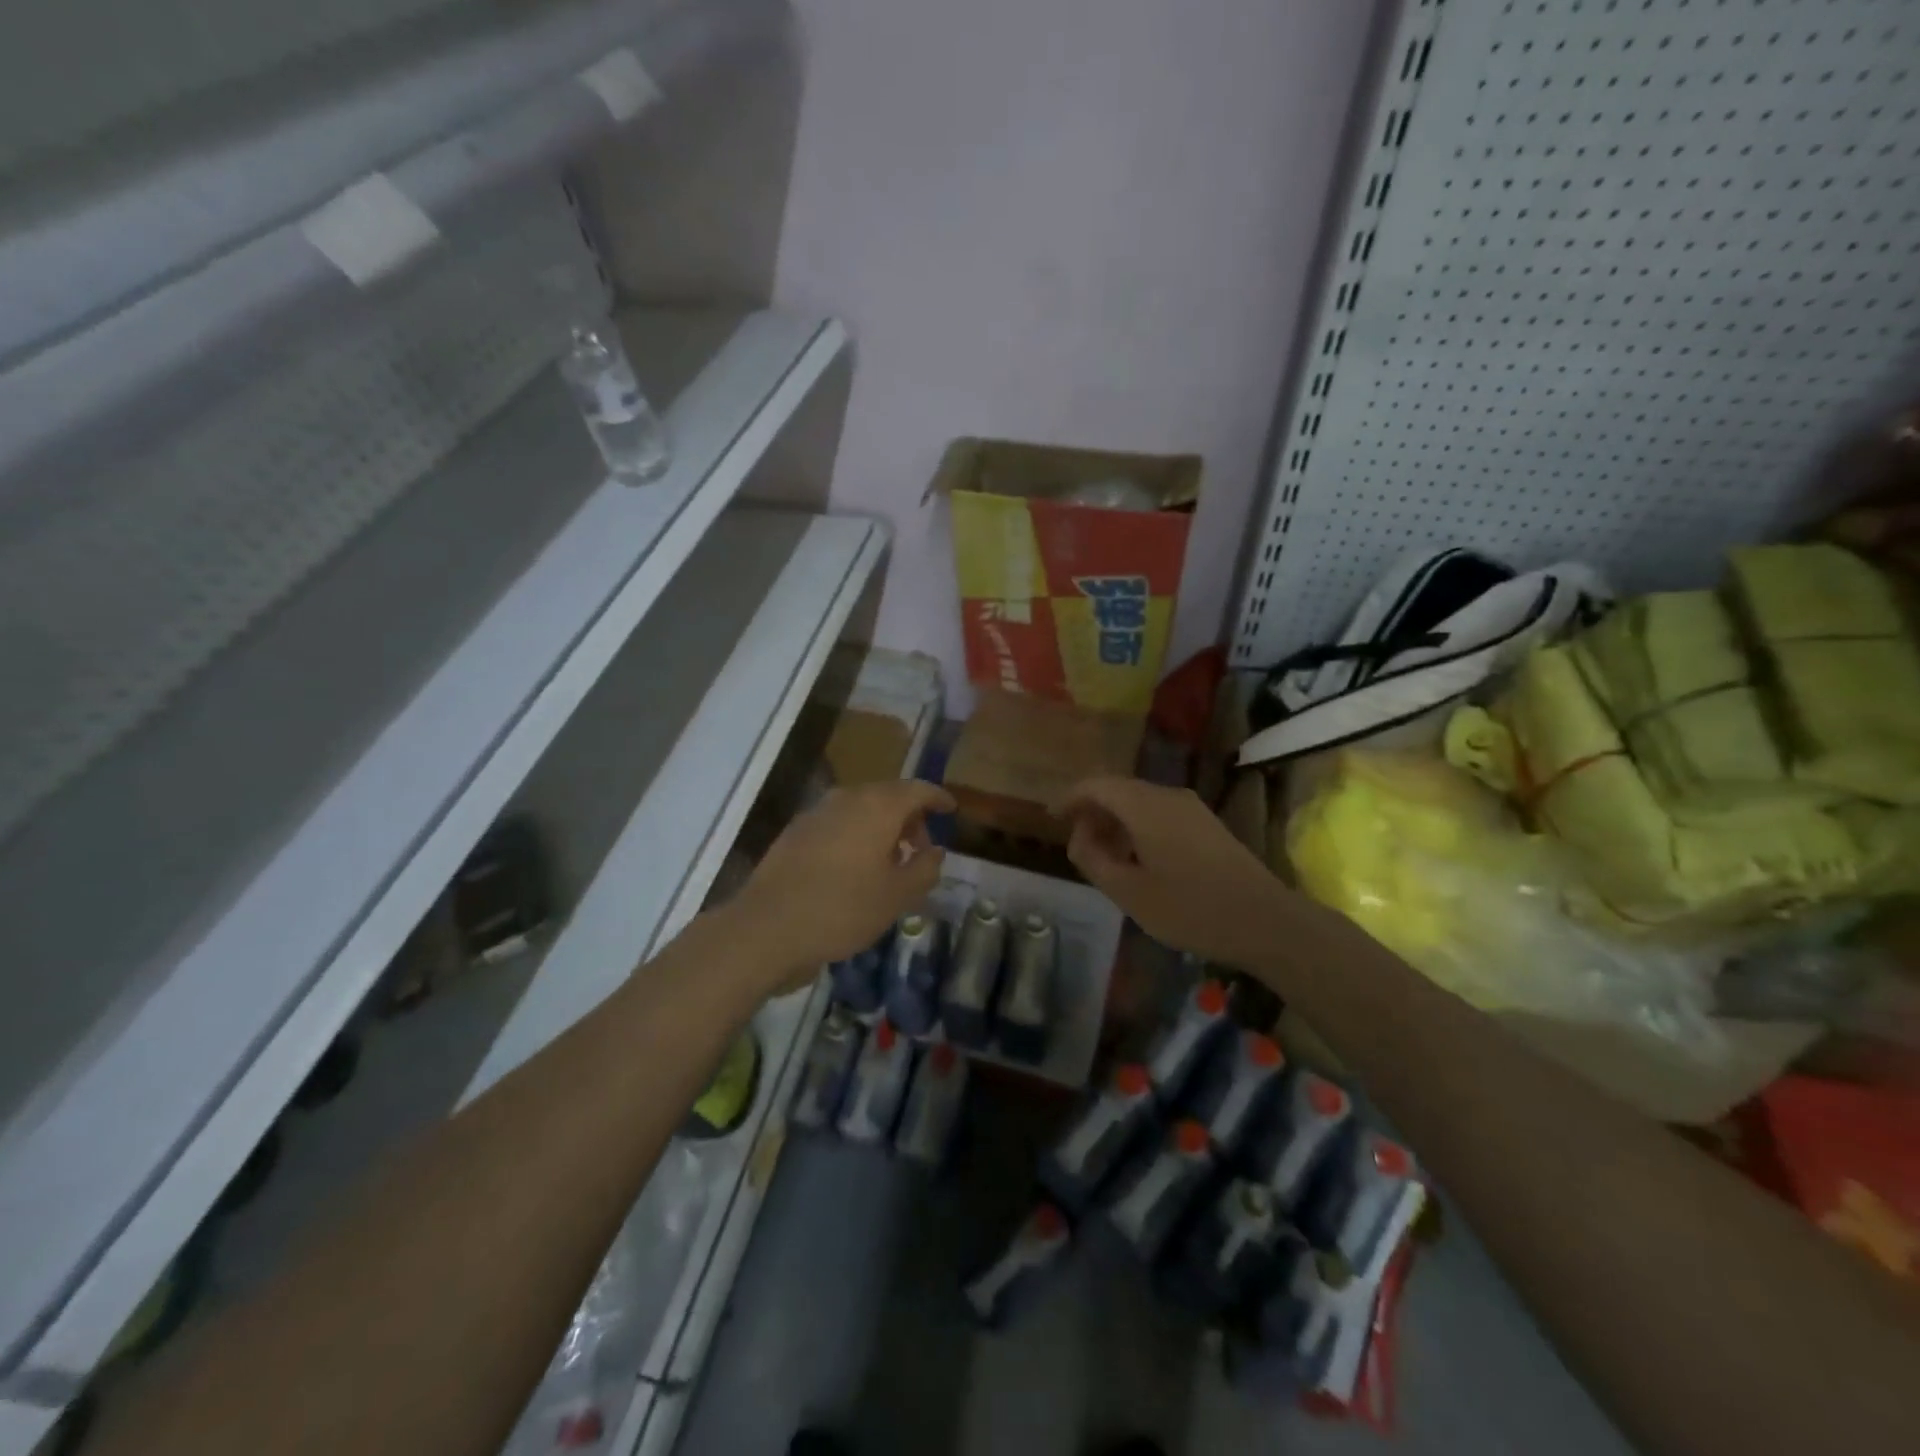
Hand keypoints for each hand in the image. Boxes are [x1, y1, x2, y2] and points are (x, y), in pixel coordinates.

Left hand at [731, 779, 955, 986]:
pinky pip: (838, 824)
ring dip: (881, 829)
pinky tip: (855, 870)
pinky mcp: (795, 832)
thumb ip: (924, 868)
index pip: (917, 789)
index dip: (938, 798)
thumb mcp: (897, 896)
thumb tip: (935, 851)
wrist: (767, 927)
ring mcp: (817, 813)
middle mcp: (847, 799)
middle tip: (921, 849)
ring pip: (861, 810)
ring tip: (890, 864)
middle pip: (888, 796)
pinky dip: (856, 837)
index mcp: (877, 806)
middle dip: (910, 818)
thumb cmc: (843, 909)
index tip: (951, 810)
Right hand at [1054, 776, 1297, 969]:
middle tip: (1076, 842)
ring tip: (1103, 854)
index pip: (1096, 785)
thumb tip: (1078, 838)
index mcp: (1145, 806)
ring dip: (1116, 820)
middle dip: (1092, 810)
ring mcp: (1191, 808)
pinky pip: (1159, 812)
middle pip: (1118, 789)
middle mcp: (1167, 796)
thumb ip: (1093, 860)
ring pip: (1140, 801)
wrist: (1265, 921)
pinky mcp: (1206, 824)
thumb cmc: (1190, 909)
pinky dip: (1138, 826)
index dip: (1070, 797)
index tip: (1051, 817)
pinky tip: (1137, 858)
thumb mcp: (1129, 892)